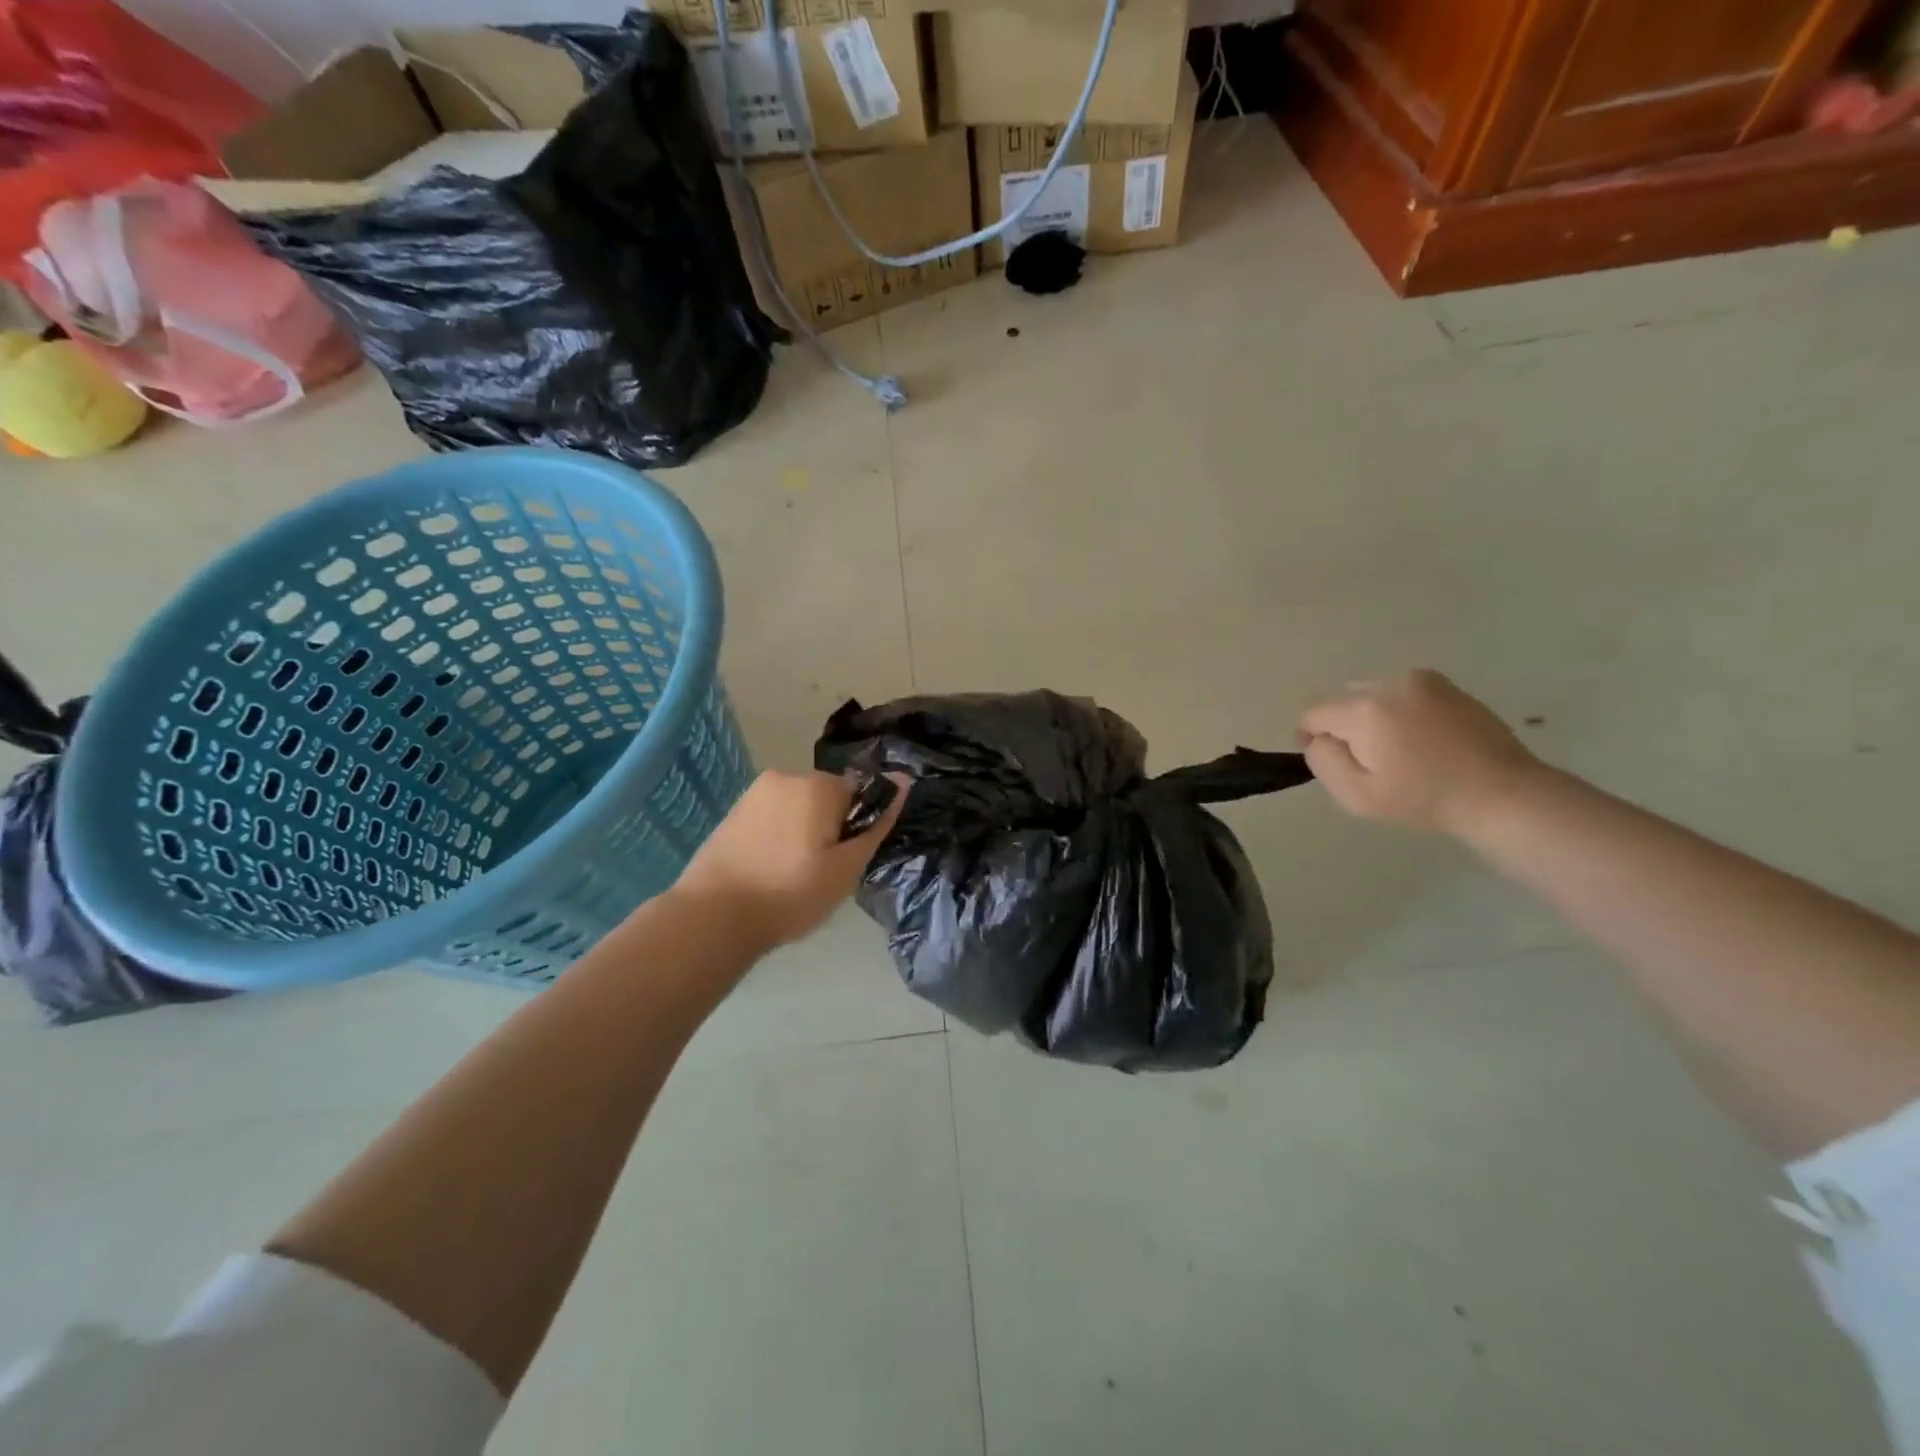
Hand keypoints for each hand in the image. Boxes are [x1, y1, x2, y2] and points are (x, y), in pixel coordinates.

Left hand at [671, 770, 908, 949]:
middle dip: (830, 828)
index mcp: (818, 784)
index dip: (856, 829)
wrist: (713, 916)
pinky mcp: (733, 812)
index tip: (844, 861)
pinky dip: (778, 838)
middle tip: (821, 874)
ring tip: (792, 876)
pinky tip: (769, 870)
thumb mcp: (847, 866)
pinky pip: (772, 818)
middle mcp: (786, 776)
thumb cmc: (790, 893)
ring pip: (798, 809)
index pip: (859, 794)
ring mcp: (754, 793)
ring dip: (803, 833)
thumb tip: (904, 780)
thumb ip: (877, 822)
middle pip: (827, 798)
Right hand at [1297, 670, 1541, 835]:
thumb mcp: (1358, 795)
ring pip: (1371, 693)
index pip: (1313, 712)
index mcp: (1365, 710)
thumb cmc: (1425, 799)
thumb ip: (1324, 761)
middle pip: (1341, 699)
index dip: (1310, 736)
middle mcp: (1390, 683)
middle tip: (1367, 760)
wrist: (1502, 793)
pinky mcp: (1446, 685)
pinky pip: (1401, 692)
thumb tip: (1317, 739)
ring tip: (1396, 750)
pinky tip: (1420, 739)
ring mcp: (1421, 680)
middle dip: (1343, 726)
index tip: (1329, 761)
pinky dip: (1398, 711)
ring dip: (1370, 717)